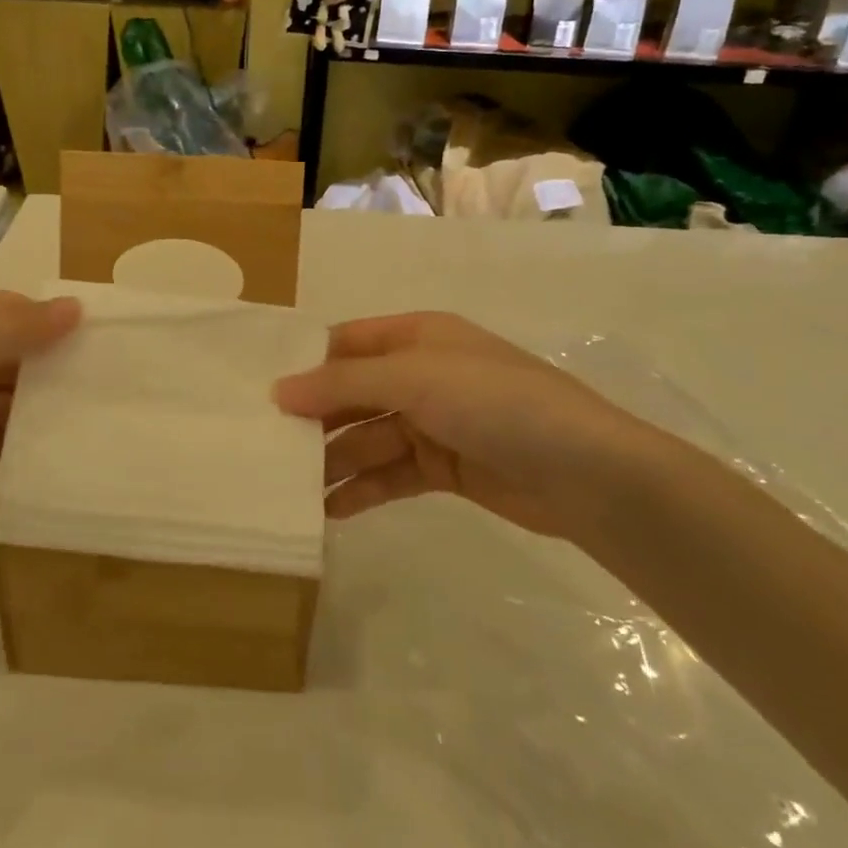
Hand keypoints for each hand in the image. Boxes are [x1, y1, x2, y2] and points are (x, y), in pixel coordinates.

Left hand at [0, 291, 80, 559]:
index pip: (5, 308)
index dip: (47, 322)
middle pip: (0, 352)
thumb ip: (12, 331)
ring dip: (25, 410)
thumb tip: (75, 306)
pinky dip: (2, 441)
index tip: (97, 346)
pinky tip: (38, 455)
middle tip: (97, 391)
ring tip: (78, 426)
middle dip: (41, 370)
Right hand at [274, 312, 678, 541]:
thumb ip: (343, 384)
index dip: (305, 364)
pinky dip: (362, 489)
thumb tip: (278, 390)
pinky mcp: (444, 468)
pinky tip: (328, 510)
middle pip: (353, 394)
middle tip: (265, 446)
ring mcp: (433, 423)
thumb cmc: (496, 403)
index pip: (346, 343)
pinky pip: (390, 474)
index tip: (260, 392)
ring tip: (289, 488)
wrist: (587, 473)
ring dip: (332, 461)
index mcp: (417, 337)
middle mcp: (421, 374)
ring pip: (367, 438)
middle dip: (314, 419)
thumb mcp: (416, 378)